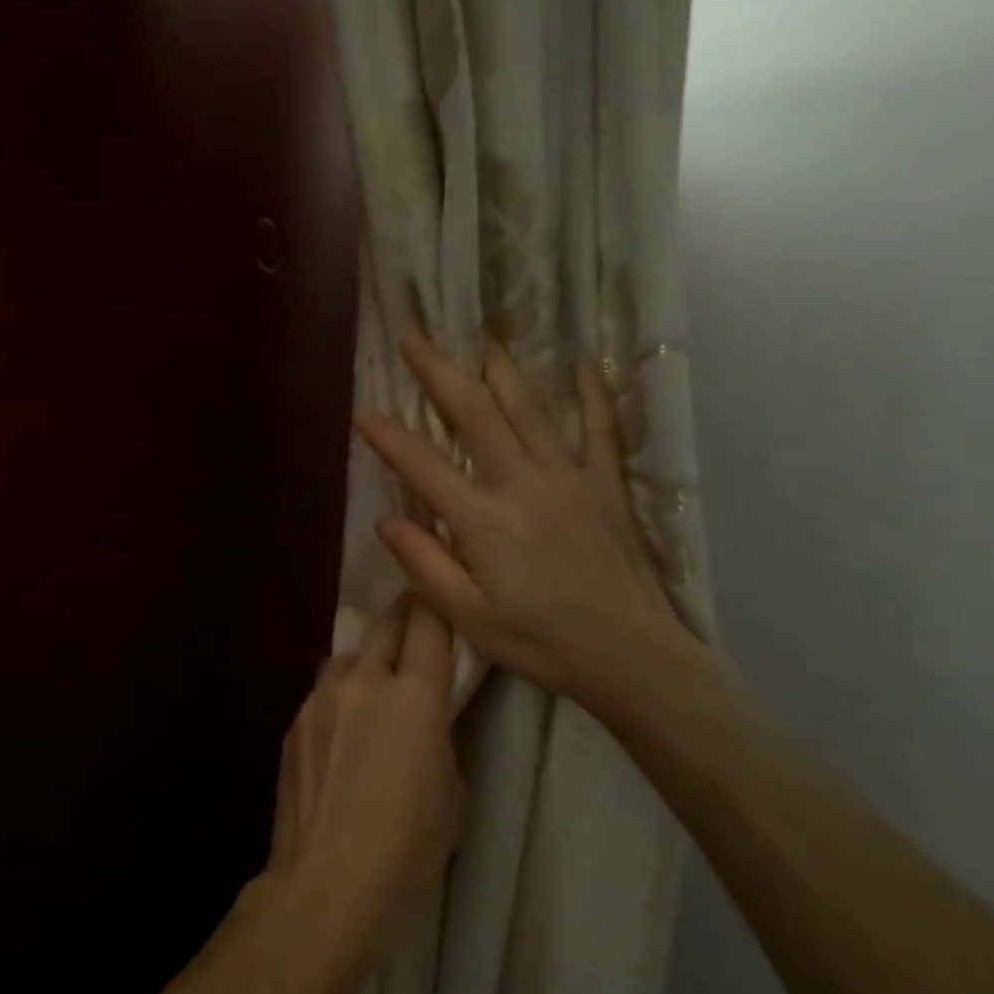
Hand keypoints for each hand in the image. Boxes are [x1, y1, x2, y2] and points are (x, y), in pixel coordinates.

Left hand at [267, 592, 463, 942]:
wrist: (326, 877)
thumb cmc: (407, 843)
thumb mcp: (453, 789)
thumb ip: (442, 734)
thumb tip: (428, 716)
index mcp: (414, 695)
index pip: (428, 623)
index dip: (437, 604)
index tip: (442, 597)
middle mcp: (363, 680)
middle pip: (386, 623)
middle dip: (404, 615)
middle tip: (416, 623)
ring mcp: (320, 697)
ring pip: (348, 656)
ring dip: (366, 660)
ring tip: (373, 687)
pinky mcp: (293, 720)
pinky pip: (322, 692)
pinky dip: (339, 697)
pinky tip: (341, 732)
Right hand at [356, 331, 708, 721]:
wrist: (631, 656)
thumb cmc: (541, 643)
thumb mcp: (468, 617)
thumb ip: (425, 564)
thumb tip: (386, 521)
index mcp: (483, 521)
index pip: (423, 467)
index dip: (389, 438)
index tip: (363, 412)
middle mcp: (523, 484)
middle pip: (476, 415)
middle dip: (440, 373)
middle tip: (415, 337)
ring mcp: (570, 479)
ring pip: (531, 410)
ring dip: (502, 371)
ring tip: (482, 340)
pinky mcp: (606, 486)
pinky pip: (601, 429)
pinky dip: (594, 394)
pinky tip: (585, 365)